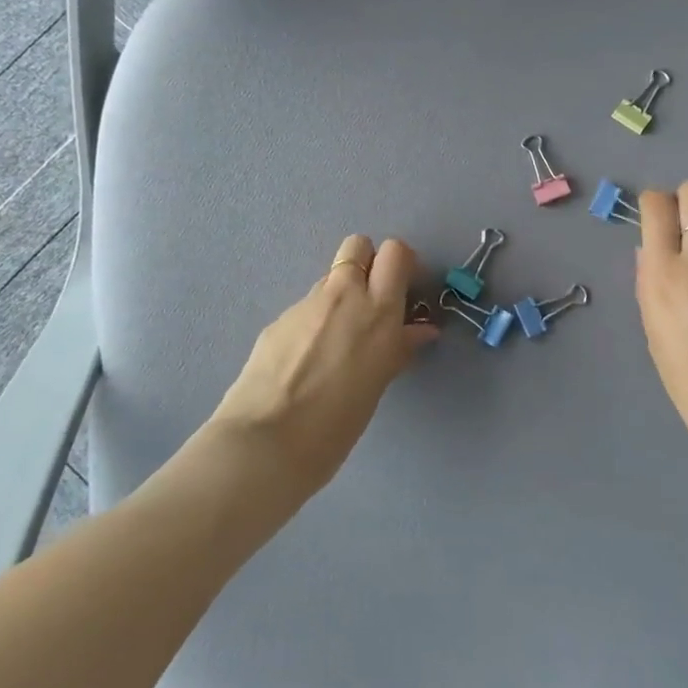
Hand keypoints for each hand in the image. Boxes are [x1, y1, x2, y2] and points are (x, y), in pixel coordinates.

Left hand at [210, 235, 438, 494]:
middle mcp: (343, 295)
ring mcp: (306, 304)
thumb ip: (399, 348)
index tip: (402, 292)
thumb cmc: (338, 423)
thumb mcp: (378, 384)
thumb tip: (421, 330)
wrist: (266, 442)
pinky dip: (313, 321)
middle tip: (370, 301)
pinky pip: (305, 307)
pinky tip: (305, 359)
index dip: (399, 265)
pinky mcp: (277, 320)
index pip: (395, 252)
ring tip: (335, 340)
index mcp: (379, 310)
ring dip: (339, 295)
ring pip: (330, 278)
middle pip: (358, 245)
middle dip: (367, 262)